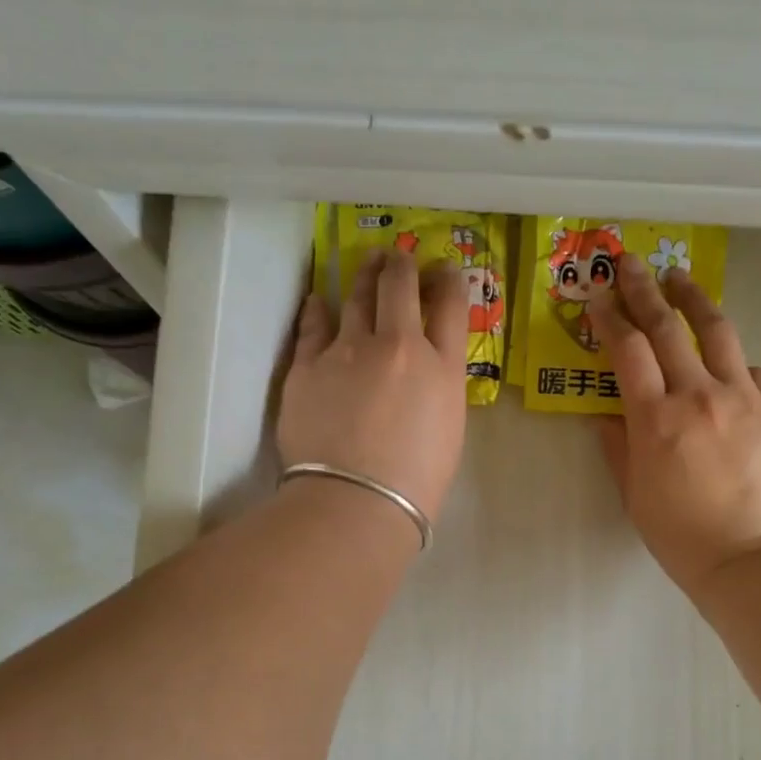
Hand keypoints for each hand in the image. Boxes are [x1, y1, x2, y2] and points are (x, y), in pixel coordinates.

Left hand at [280, 249, 468, 519]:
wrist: (358, 501)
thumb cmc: (416, 483)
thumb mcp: (448, 430)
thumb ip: (439, 388)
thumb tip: (425, 370)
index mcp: (442, 368)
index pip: (452, 305)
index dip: (450, 280)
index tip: (445, 271)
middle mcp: (398, 345)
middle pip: (402, 286)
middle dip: (404, 265)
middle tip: (400, 258)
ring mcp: (349, 350)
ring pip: (357, 295)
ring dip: (365, 275)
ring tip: (368, 264)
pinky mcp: (308, 364)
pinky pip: (313, 324)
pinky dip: (319, 308)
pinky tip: (320, 299)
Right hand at [590, 256, 760, 598]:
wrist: (750, 560)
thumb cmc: (680, 535)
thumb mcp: (634, 494)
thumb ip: (619, 448)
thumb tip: (607, 416)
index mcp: (656, 419)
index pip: (628, 351)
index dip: (610, 318)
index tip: (598, 296)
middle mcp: (700, 396)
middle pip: (669, 327)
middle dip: (645, 290)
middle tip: (631, 263)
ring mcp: (746, 400)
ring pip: (719, 333)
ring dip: (695, 300)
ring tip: (681, 278)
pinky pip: (754, 373)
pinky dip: (735, 364)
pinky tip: (729, 367)